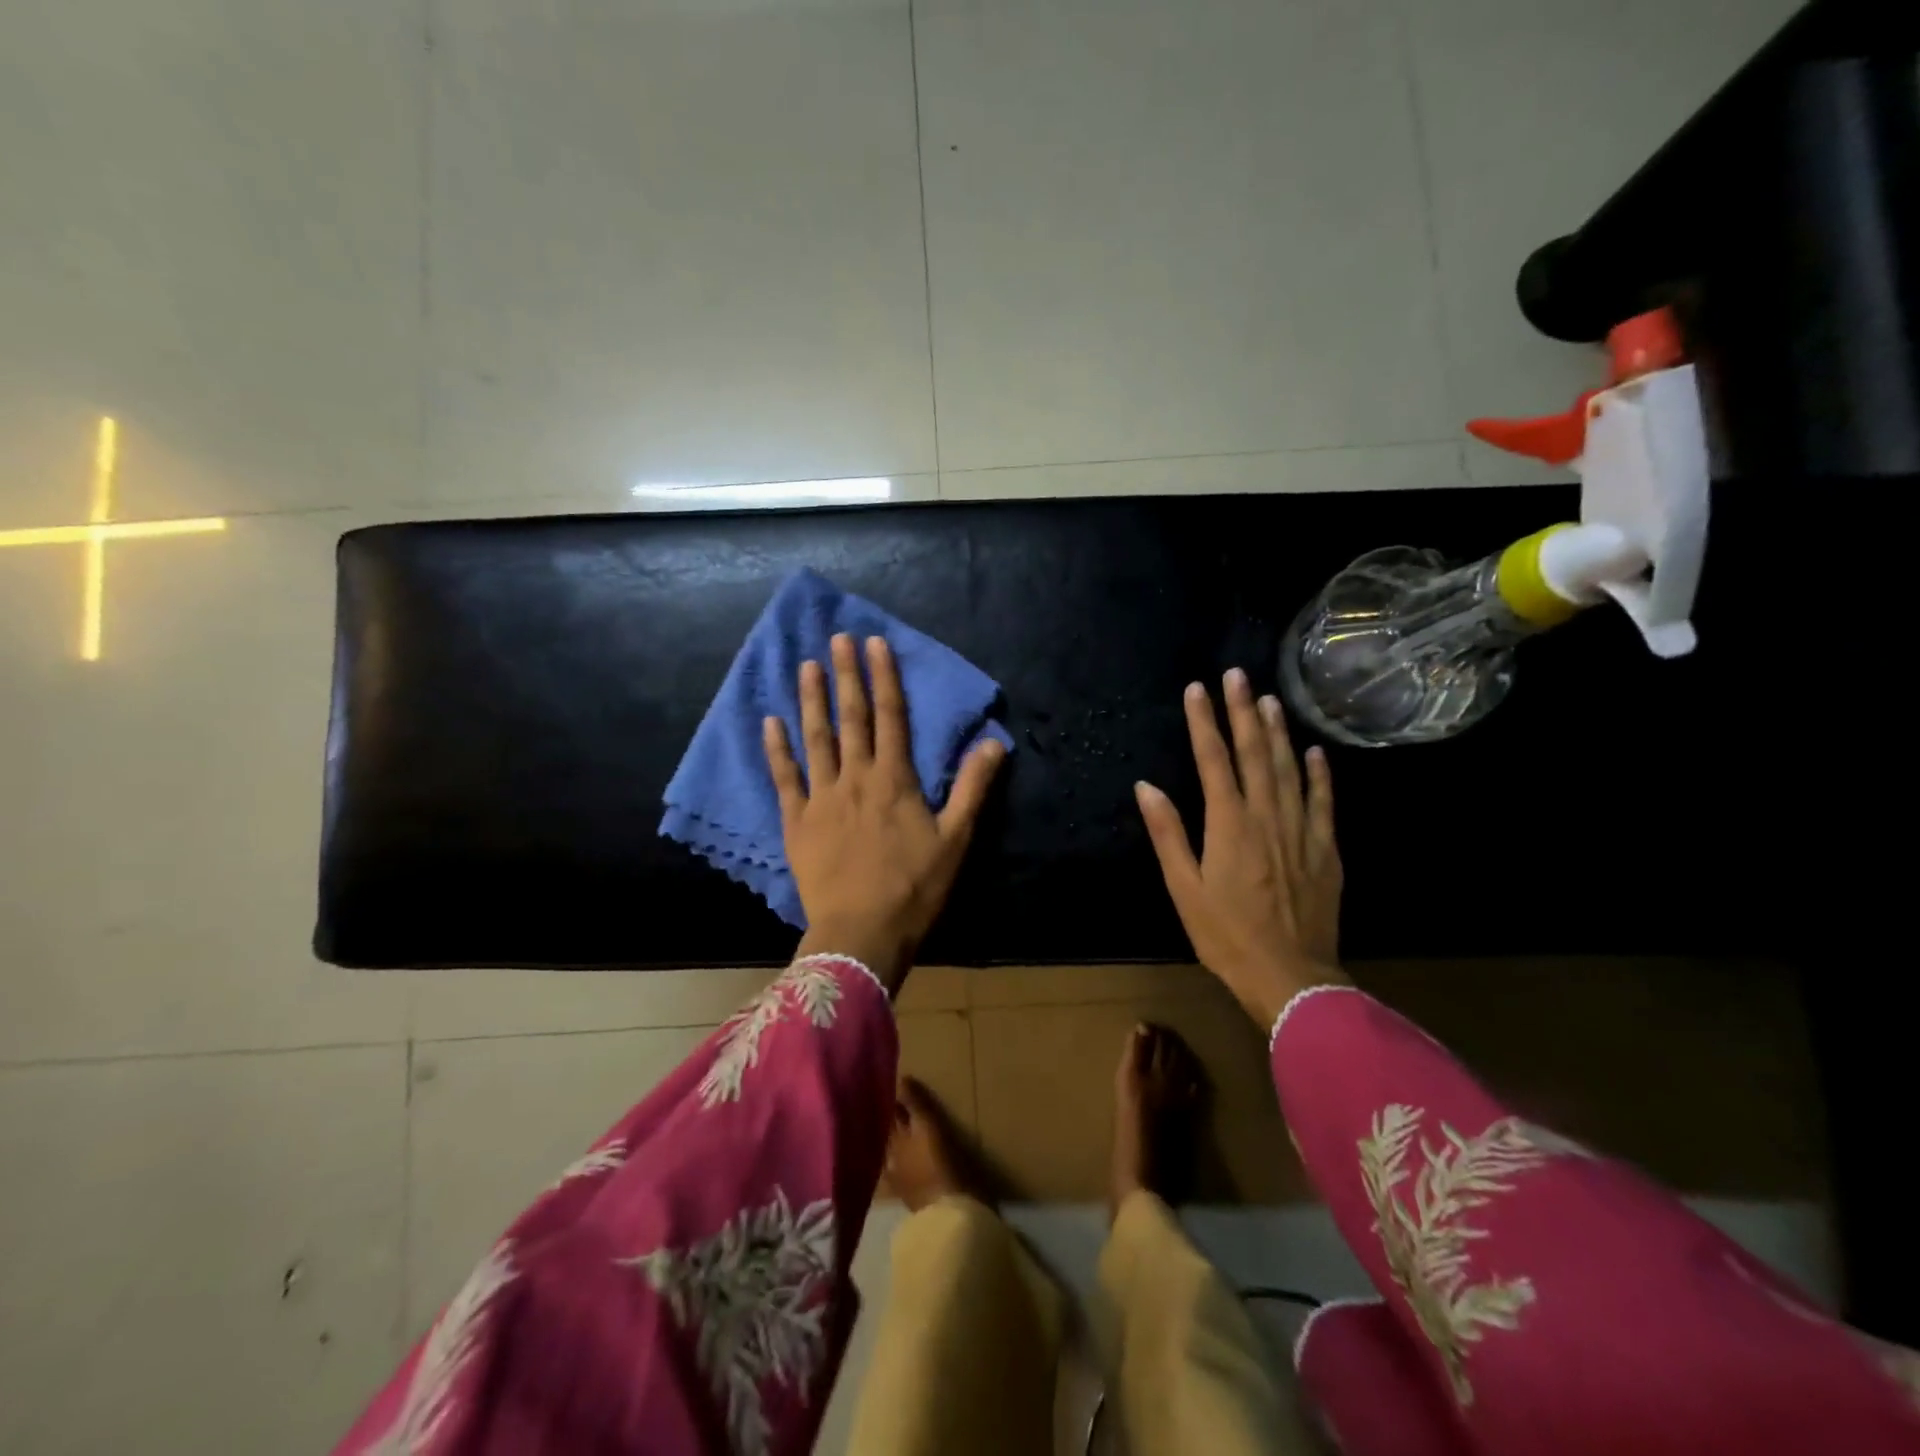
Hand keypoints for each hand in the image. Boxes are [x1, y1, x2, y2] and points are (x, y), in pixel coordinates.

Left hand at [765, 633, 1005, 991]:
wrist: (862, 932)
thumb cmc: (914, 888)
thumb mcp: (955, 839)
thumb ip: (973, 788)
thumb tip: (993, 742)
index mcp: (894, 779)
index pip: (891, 716)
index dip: (884, 677)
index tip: (875, 642)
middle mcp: (856, 778)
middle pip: (851, 718)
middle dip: (846, 676)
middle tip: (837, 638)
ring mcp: (822, 798)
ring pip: (817, 739)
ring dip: (812, 701)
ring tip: (807, 666)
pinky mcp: (797, 822)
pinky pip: (785, 778)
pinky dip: (778, 750)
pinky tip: (771, 723)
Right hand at [1134, 669, 1346, 1026]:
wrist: (1291, 978)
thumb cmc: (1225, 936)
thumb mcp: (1184, 889)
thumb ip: (1168, 834)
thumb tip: (1147, 787)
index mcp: (1229, 825)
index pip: (1214, 760)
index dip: (1204, 722)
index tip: (1197, 689)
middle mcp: (1267, 817)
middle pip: (1255, 753)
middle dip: (1243, 711)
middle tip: (1237, 675)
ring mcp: (1301, 831)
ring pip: (1289, 769)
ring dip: (1278, 731)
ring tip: (1270, 698)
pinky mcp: (1325, 849)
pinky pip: (1323, 802)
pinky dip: (1319, 773)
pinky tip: (1314, 750)